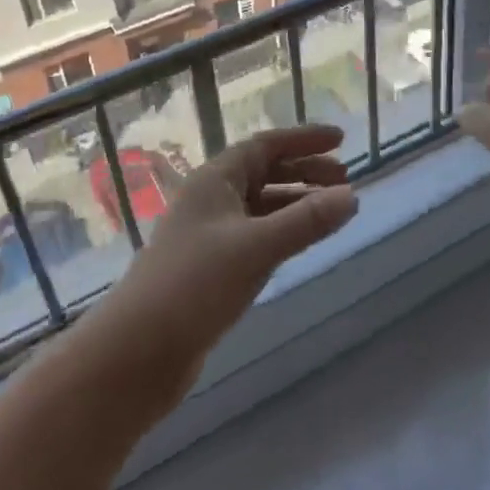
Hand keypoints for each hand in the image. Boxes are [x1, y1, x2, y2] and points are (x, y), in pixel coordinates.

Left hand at [97, 124, 357, 395]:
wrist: (138, 351)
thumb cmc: (194, 285)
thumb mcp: (256, 248)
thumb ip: (305, 221)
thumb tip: (352, 196)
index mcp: (214, 179)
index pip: (265, 145)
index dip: (303, 139)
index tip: (341, 139)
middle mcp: (211, 199)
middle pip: (264, 172)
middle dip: (304, 171)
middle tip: (345, 180)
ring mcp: (209, 234)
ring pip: (260, 205)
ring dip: (295, 202)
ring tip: (332, 211)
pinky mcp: (211, 267)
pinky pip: (255, 235)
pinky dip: (281, 231)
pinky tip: (300, 243)